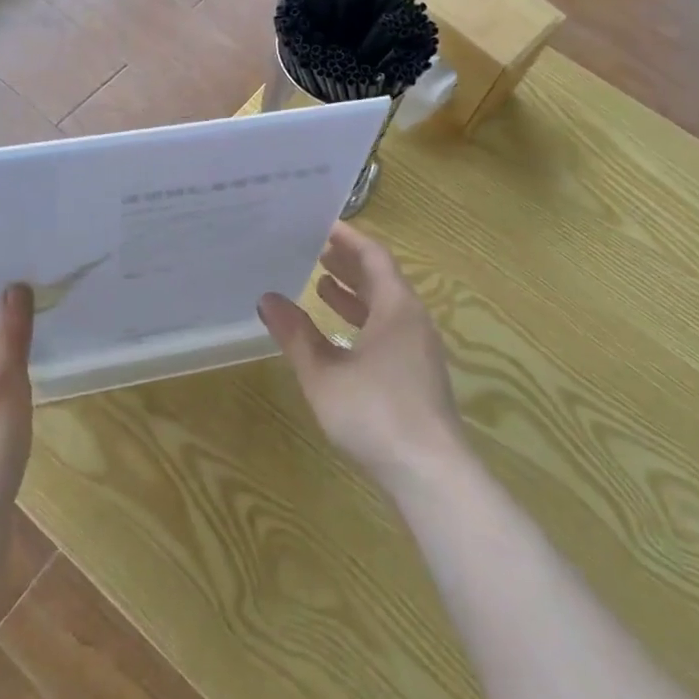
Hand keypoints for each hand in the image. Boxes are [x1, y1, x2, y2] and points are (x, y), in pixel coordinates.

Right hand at [257, 221, 465, 490]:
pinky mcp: (418, 374)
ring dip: (354, 293)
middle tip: (313, 248)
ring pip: (385, 306)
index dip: (347, 238)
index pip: (373, 255)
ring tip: (320, 283)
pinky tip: (339, 335)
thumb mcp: (323, 374)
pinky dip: (363, 321)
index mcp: (396, 306)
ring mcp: (419, 348)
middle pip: (381, 277)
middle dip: (348, 263)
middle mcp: (412, 319)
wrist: (431, 474)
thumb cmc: (375, 413)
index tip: (320, 223)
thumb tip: (267, 299)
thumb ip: (296, 335)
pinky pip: (389, 329)